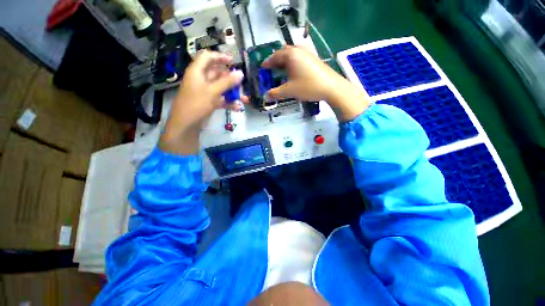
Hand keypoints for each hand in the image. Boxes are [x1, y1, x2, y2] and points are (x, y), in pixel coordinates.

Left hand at [160, 51, 245, 154]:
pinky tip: (237, 107)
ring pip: (221, 88)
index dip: (220, 57)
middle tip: (242, 84)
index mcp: (197, 72)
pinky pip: (220, 99)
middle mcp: (201, 80)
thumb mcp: (213, 91)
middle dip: (231, 79)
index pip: (208, 57)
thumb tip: (241, 73)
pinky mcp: (208, 102)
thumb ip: (227, 82)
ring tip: (244, 99)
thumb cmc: (197, 104)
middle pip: (217, 74)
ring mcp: (205, 92)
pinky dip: (228, 103)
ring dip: (232, 93)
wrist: (186, 125)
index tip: (233, 62)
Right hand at [262, 46, 369, 121]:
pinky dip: (293, 63)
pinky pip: (299, 58)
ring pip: (292, 55)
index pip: (274, 56)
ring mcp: (308, 54)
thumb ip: (276, 93)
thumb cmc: (308, 87)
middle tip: (271, 69)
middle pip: (283, 52)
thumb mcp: (289, 91)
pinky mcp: (314, 59)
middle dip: (276, 60)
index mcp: (290, 55)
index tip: (262, 68)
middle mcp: (299, 51)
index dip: (267, 63)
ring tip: (281, 71)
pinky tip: (294, 72)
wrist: (331, 87)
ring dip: (285, 61)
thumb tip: (266, 95)